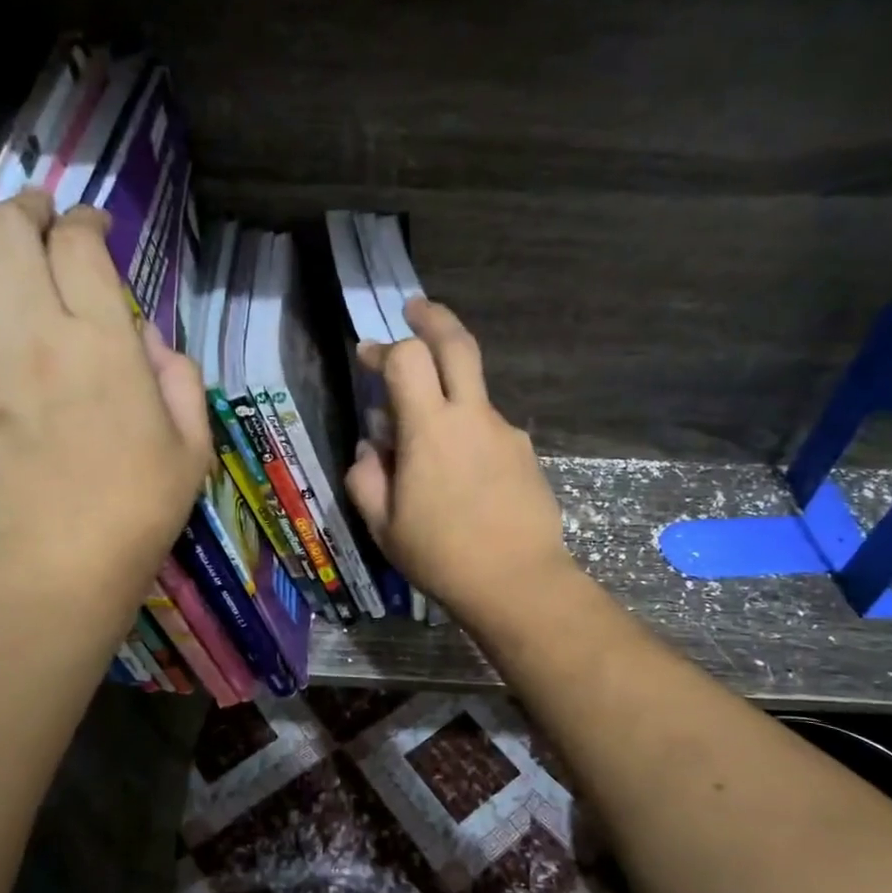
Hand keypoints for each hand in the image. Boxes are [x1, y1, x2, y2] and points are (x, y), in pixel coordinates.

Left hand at [0, 190, 210, 615]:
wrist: (60, 565)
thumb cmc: (139, 508)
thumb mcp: (191, 444)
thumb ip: (179, 377)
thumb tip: (148, 342)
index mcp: (100, 342)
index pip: (78, 244)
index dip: (85, 220)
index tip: (93, 226)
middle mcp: (30, 332)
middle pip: (5, 230)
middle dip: (23, 207)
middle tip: (36, 214)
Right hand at [345, 298, 570, 623]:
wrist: (517, 582)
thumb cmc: (441, 555)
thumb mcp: (383, 525)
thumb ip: (366, 478)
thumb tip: (370, 448)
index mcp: (429, 429)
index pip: (406, 360)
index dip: (383, 349)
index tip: (368, 357)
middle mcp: (472, 417)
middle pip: (458, 344)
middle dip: (433, 318)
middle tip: (414, 310)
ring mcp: (505, 432)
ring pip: (474, 392)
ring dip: (449, 392)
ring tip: (427, 442)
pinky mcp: (525, 453)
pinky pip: (489, 429)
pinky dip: (468, 433)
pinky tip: (461, 476)